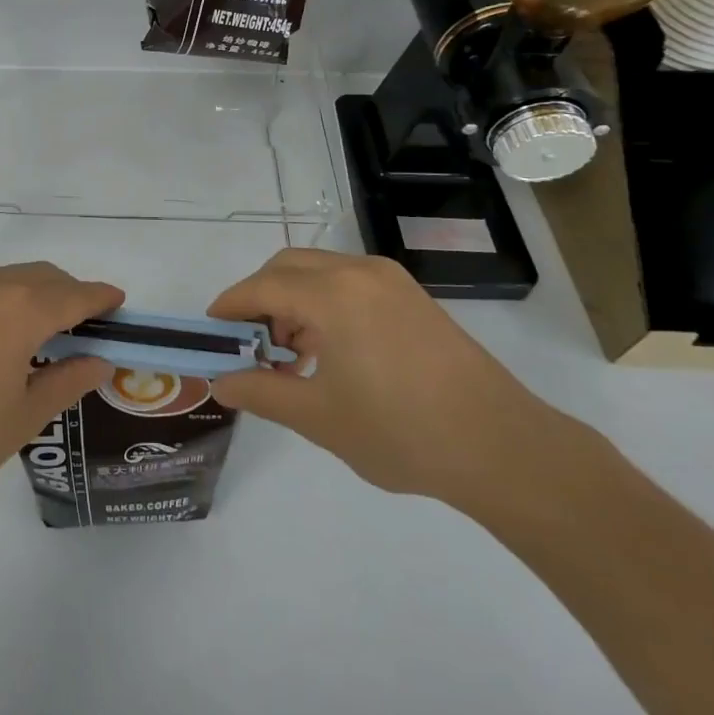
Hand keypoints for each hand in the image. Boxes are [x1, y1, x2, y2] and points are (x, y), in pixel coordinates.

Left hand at [0, 263, 119, 520]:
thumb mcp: (23, 417)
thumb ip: (67, 382)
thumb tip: (100, 361)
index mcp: (19, 310)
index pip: (74, 294)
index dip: (100, 296)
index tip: (118, 301)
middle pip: (43, 276)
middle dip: (69, 292)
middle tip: (82, 325)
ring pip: (8, 277)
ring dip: (33, 293)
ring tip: (38, 330)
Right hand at [208, 249, 569, 509]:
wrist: (502, 447)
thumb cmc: (402, 432)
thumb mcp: (319, 417)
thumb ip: (262, 392)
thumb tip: (220, 382)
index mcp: (332, 295)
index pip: (262, 287)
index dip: (230, 306)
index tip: (210, 329)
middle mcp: (358, 272)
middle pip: (288, 267)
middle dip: (259, 297)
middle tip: (250, 343)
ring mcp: (389, 280)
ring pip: (319, 271)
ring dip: (293, 300)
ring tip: (292, 354)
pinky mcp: (411, 296)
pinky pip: (349, 282)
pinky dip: (324, 302)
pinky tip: (331, 350)